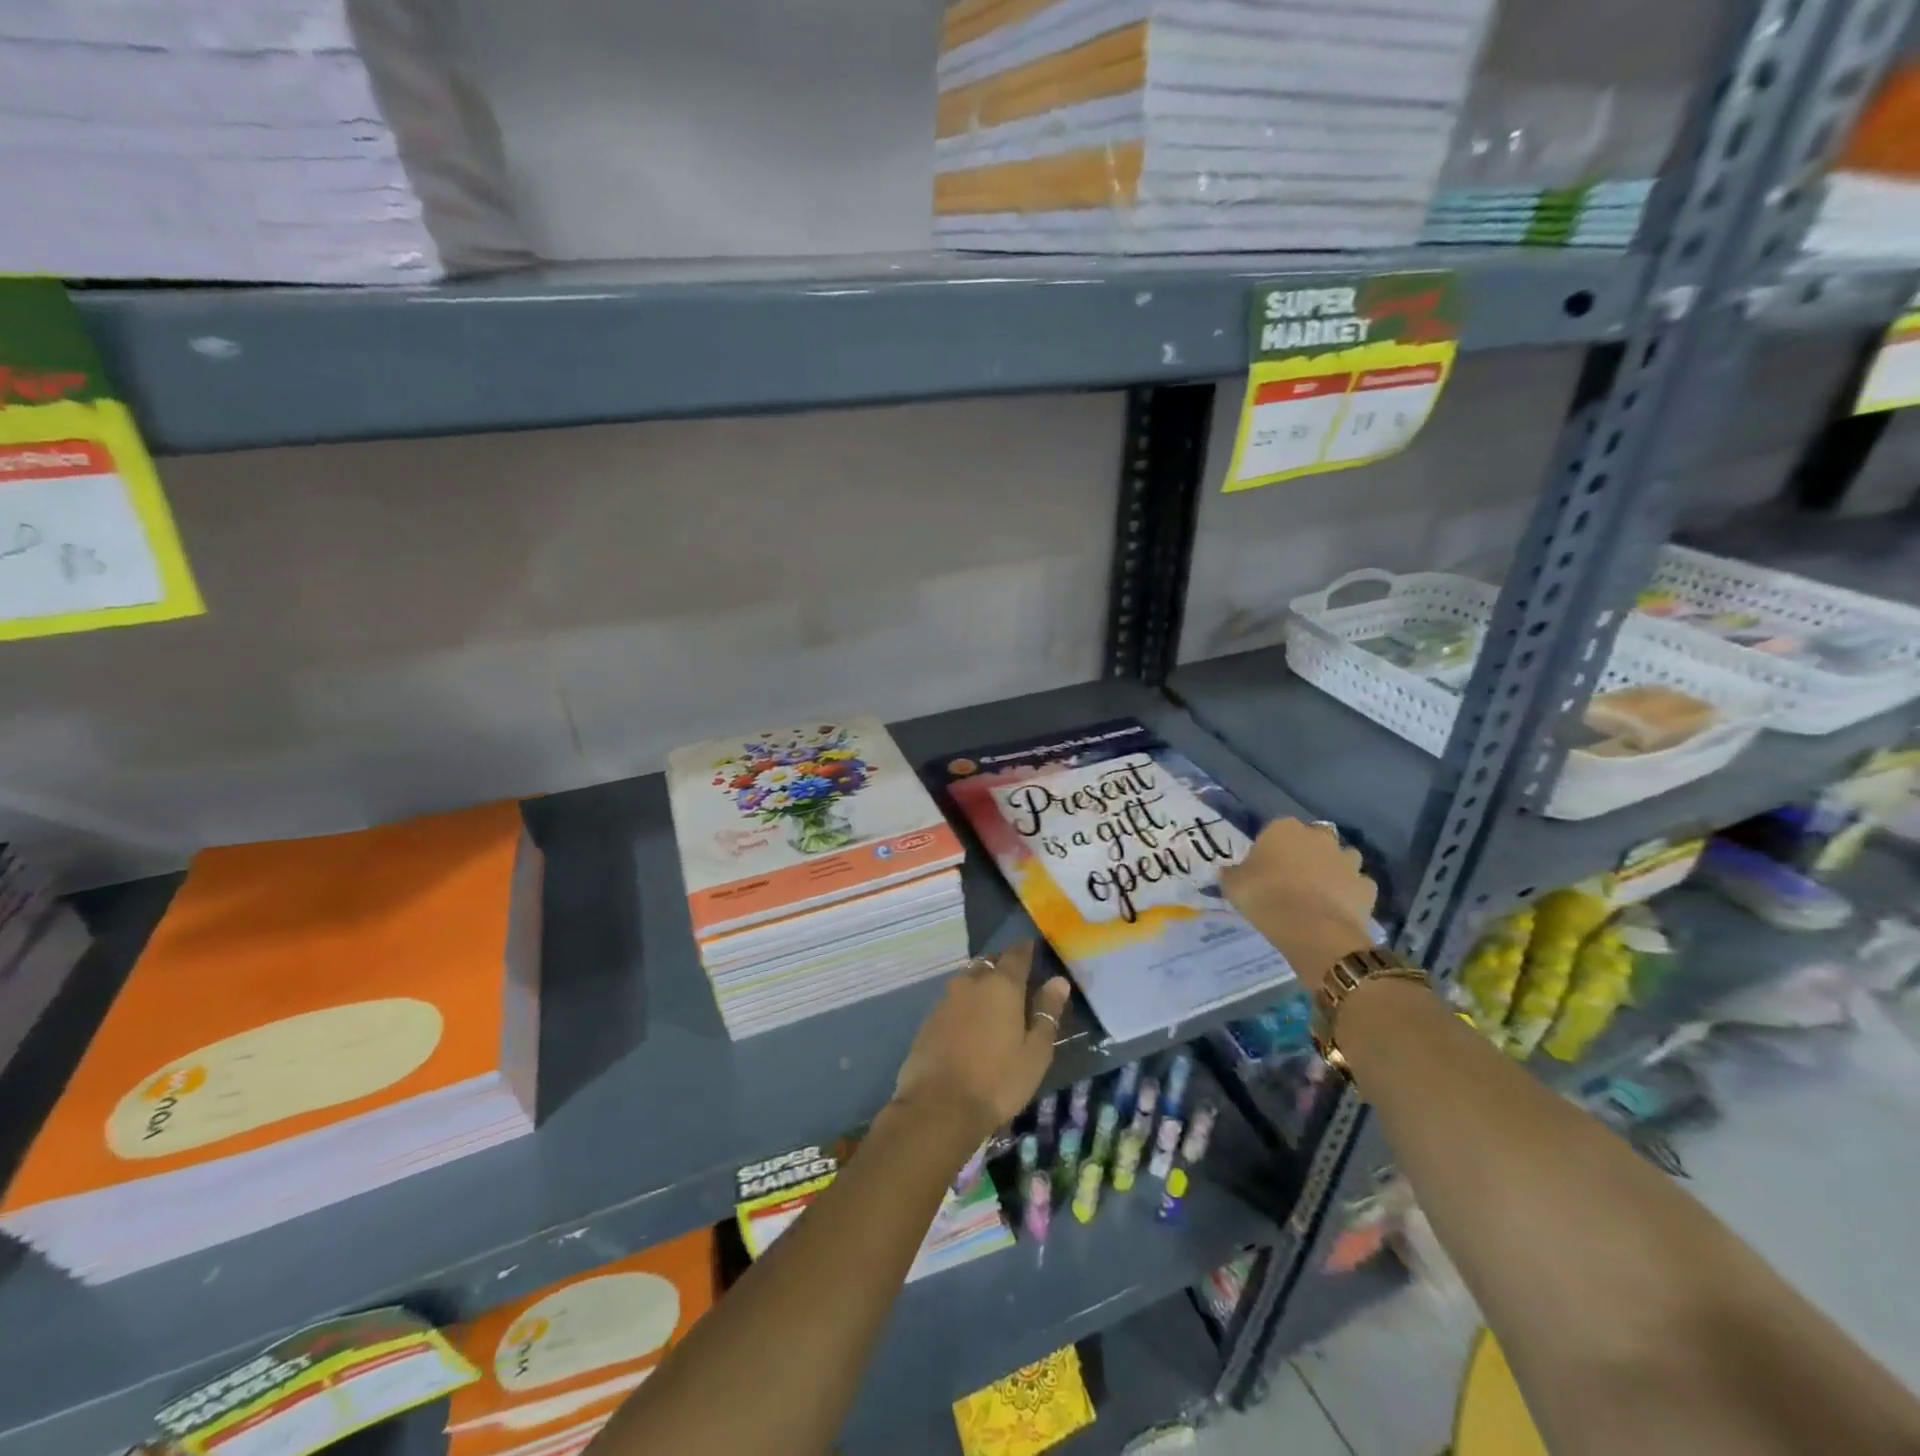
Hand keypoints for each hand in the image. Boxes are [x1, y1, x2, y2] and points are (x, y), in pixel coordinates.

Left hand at [891, 943, 1071, 1143]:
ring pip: (969, 979)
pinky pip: (954, 1000)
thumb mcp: (1035, 1052)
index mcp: (1002, 985)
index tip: (1034, 950)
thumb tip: (1058, 981)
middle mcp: (972, 982)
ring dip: (982, 984)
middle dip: (1003, 966)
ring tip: (995, 1004)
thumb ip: (1047, 1013)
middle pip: (990, 963)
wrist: (938, 1107)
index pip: (1016, 954)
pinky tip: (971, 1024)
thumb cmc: (998, 1081)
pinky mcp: (930, 1018)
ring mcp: (947, 999)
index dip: (1026, 950)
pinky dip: (965, 1004)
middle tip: (1017, 981)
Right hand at [1220, 819, 1377, 993]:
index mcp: (1284, 829)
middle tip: (1294, 877)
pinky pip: (1358, 885)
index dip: (1272, 847)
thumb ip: (1232, 874)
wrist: (1312, 929)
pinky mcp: (1367, 887)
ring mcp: (1347, 860)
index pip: (1278, 828)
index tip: (1265, 866)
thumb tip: (1228, 872)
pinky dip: (1351, 893)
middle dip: (1308, 852)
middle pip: (1315, 838)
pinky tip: (1338, 908)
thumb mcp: (1233, 885)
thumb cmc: (1265, 897)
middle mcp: (1319, 837)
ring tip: (1320, 892)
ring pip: (1343, 858)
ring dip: (1334, 869)